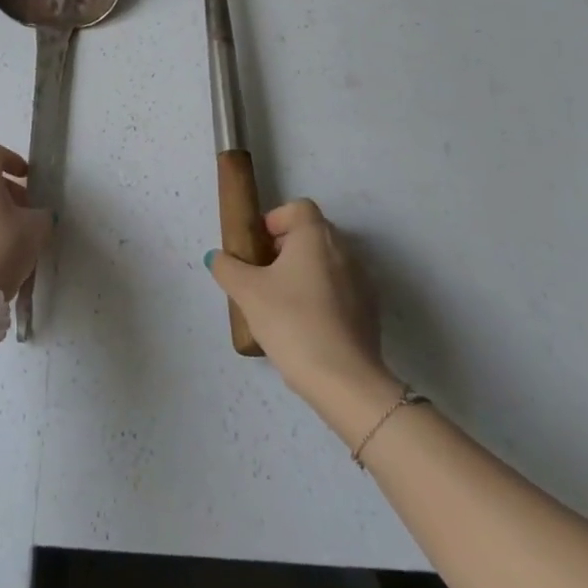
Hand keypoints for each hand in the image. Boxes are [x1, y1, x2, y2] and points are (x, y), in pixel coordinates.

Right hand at [205, 200, 395, 416]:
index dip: (275, 220)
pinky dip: (320, 297)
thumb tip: (218, 257)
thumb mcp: (247, 292)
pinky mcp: (369, 311)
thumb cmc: (291, 321)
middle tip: (262, 275)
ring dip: (302, 273)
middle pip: (311, 234)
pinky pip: (339, 290)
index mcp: (316, 236)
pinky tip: (304, 326)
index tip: (258, 247)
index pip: (298, 207)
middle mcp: (344, 250)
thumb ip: (227, 268)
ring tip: (280, 304)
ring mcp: (362, 281)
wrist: (344, 379)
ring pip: (326, 263)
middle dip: (284, 248)